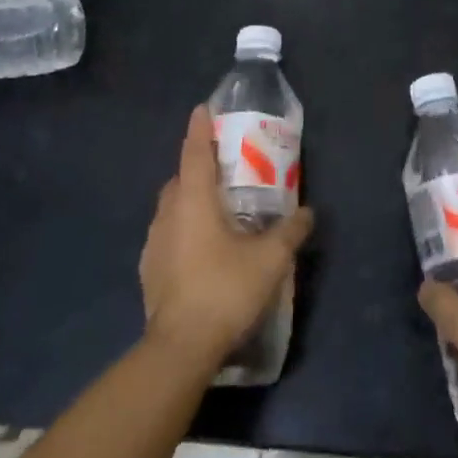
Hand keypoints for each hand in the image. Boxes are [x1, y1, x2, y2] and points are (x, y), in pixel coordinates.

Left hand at [141, 105, 313, 367]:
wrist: (180, 348)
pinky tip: (202, 248)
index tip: (202, 109)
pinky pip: (167, 235)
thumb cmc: (225, 290)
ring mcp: (153, 244)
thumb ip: (291, 231)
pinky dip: (183, 228)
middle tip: (223, 166)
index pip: (194, 152)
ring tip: (216, 208)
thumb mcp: (270, 259)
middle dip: (197, 166)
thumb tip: (308, 213)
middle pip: (180, 178)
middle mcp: (168, 215)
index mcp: (193, 201)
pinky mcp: (149, 270)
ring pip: (171, 208)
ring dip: (189, 199)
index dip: (199, 128)